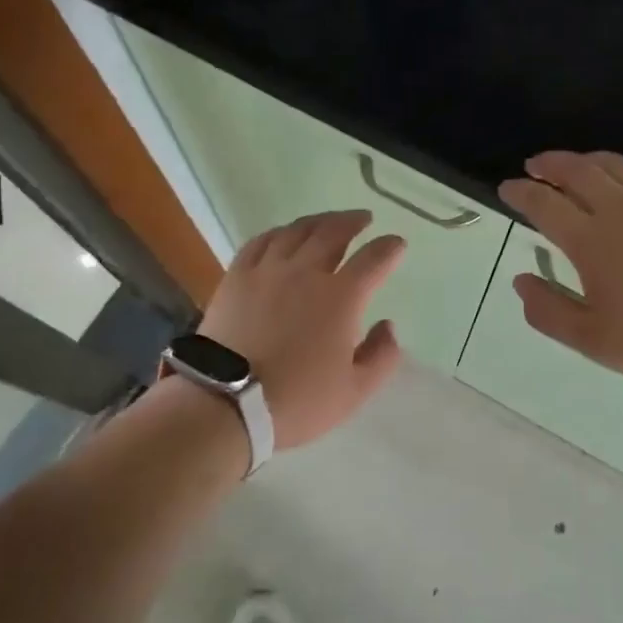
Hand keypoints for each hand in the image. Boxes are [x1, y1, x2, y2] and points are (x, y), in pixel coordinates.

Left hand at [197, 210, 405, 448]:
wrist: (226, 404)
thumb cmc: (297, 401)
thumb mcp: (355, 391)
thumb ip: (381, 356)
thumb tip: (388, 326)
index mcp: (341, 297)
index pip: (374, 259)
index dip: (389, 248)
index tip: (397, 244)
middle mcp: (306, 272)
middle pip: (334, 232)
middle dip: (353, 222)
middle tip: (363, 219)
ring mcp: (268, 270)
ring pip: (297, 231)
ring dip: (318, 221)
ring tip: (328, 222)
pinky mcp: (237, 276)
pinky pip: (260, 241)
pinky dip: (278, 232)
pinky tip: (282, 235)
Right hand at [498, 151, 622, 395]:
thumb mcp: (592, 340)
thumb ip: (549, 310)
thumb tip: (520, 281)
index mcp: (590, 240)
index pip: (544, 203)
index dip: (520, 192)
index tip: (507, 188)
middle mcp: (620, 209)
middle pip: (577, 170)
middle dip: (549, 164)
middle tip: (534, 166)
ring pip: (615, 164)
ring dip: (586, 159)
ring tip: (574, 165)